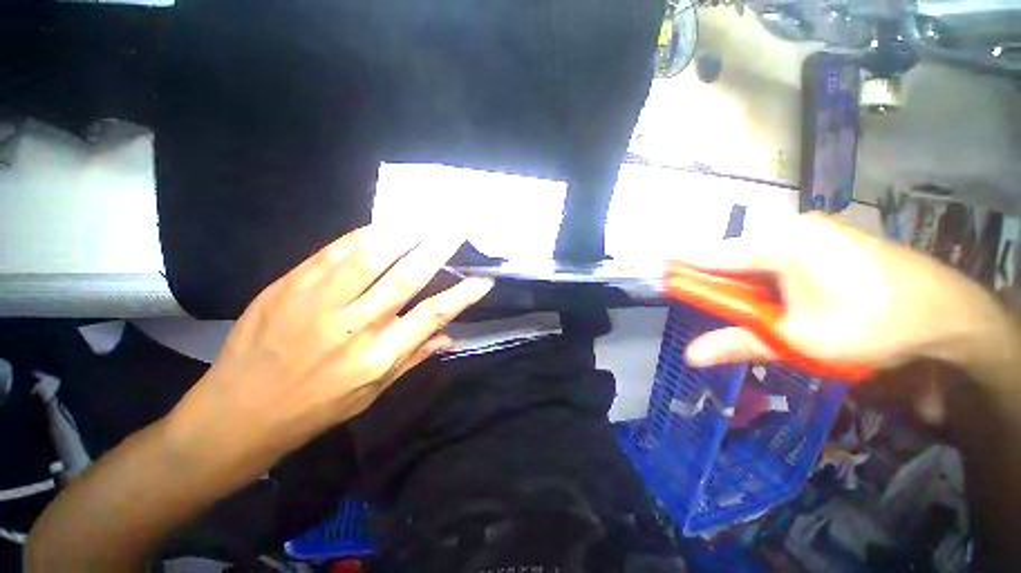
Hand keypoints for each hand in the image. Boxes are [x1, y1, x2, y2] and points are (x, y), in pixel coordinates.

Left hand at [168, 227, 493, 461]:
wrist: (239, 412)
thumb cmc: (315, 408)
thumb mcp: (372, 393)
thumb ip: (413, 358)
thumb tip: (451, 337)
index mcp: (377, 357)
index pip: (431, 317)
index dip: (461, 296)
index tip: (483, 280)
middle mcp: (353, 327)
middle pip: (405, 278)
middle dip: (436, 249)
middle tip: (456, 228)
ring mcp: (318, 303)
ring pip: (370, 256)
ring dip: (403, 232)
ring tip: (425, 217)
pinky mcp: (289, 286)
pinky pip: (334, 251)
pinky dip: (364, 235)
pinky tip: (384, 225)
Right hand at [684, 214, 1006, 374]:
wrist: (949, 316)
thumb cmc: (873, 326)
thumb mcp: (799, 341)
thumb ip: (739, 342)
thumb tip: (690, 355)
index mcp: (780, 243)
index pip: (711, 254)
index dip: (680, 266)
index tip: (654, 270)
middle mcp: (791, 228)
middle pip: (734, 257)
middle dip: (720, 283)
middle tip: (717, 311)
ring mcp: (812, 231)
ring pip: (757, 258)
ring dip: (747, 285)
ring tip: (761, 313)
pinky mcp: (826, 240)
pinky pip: (779, 257)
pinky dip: (768, 280)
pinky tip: (784, 300)